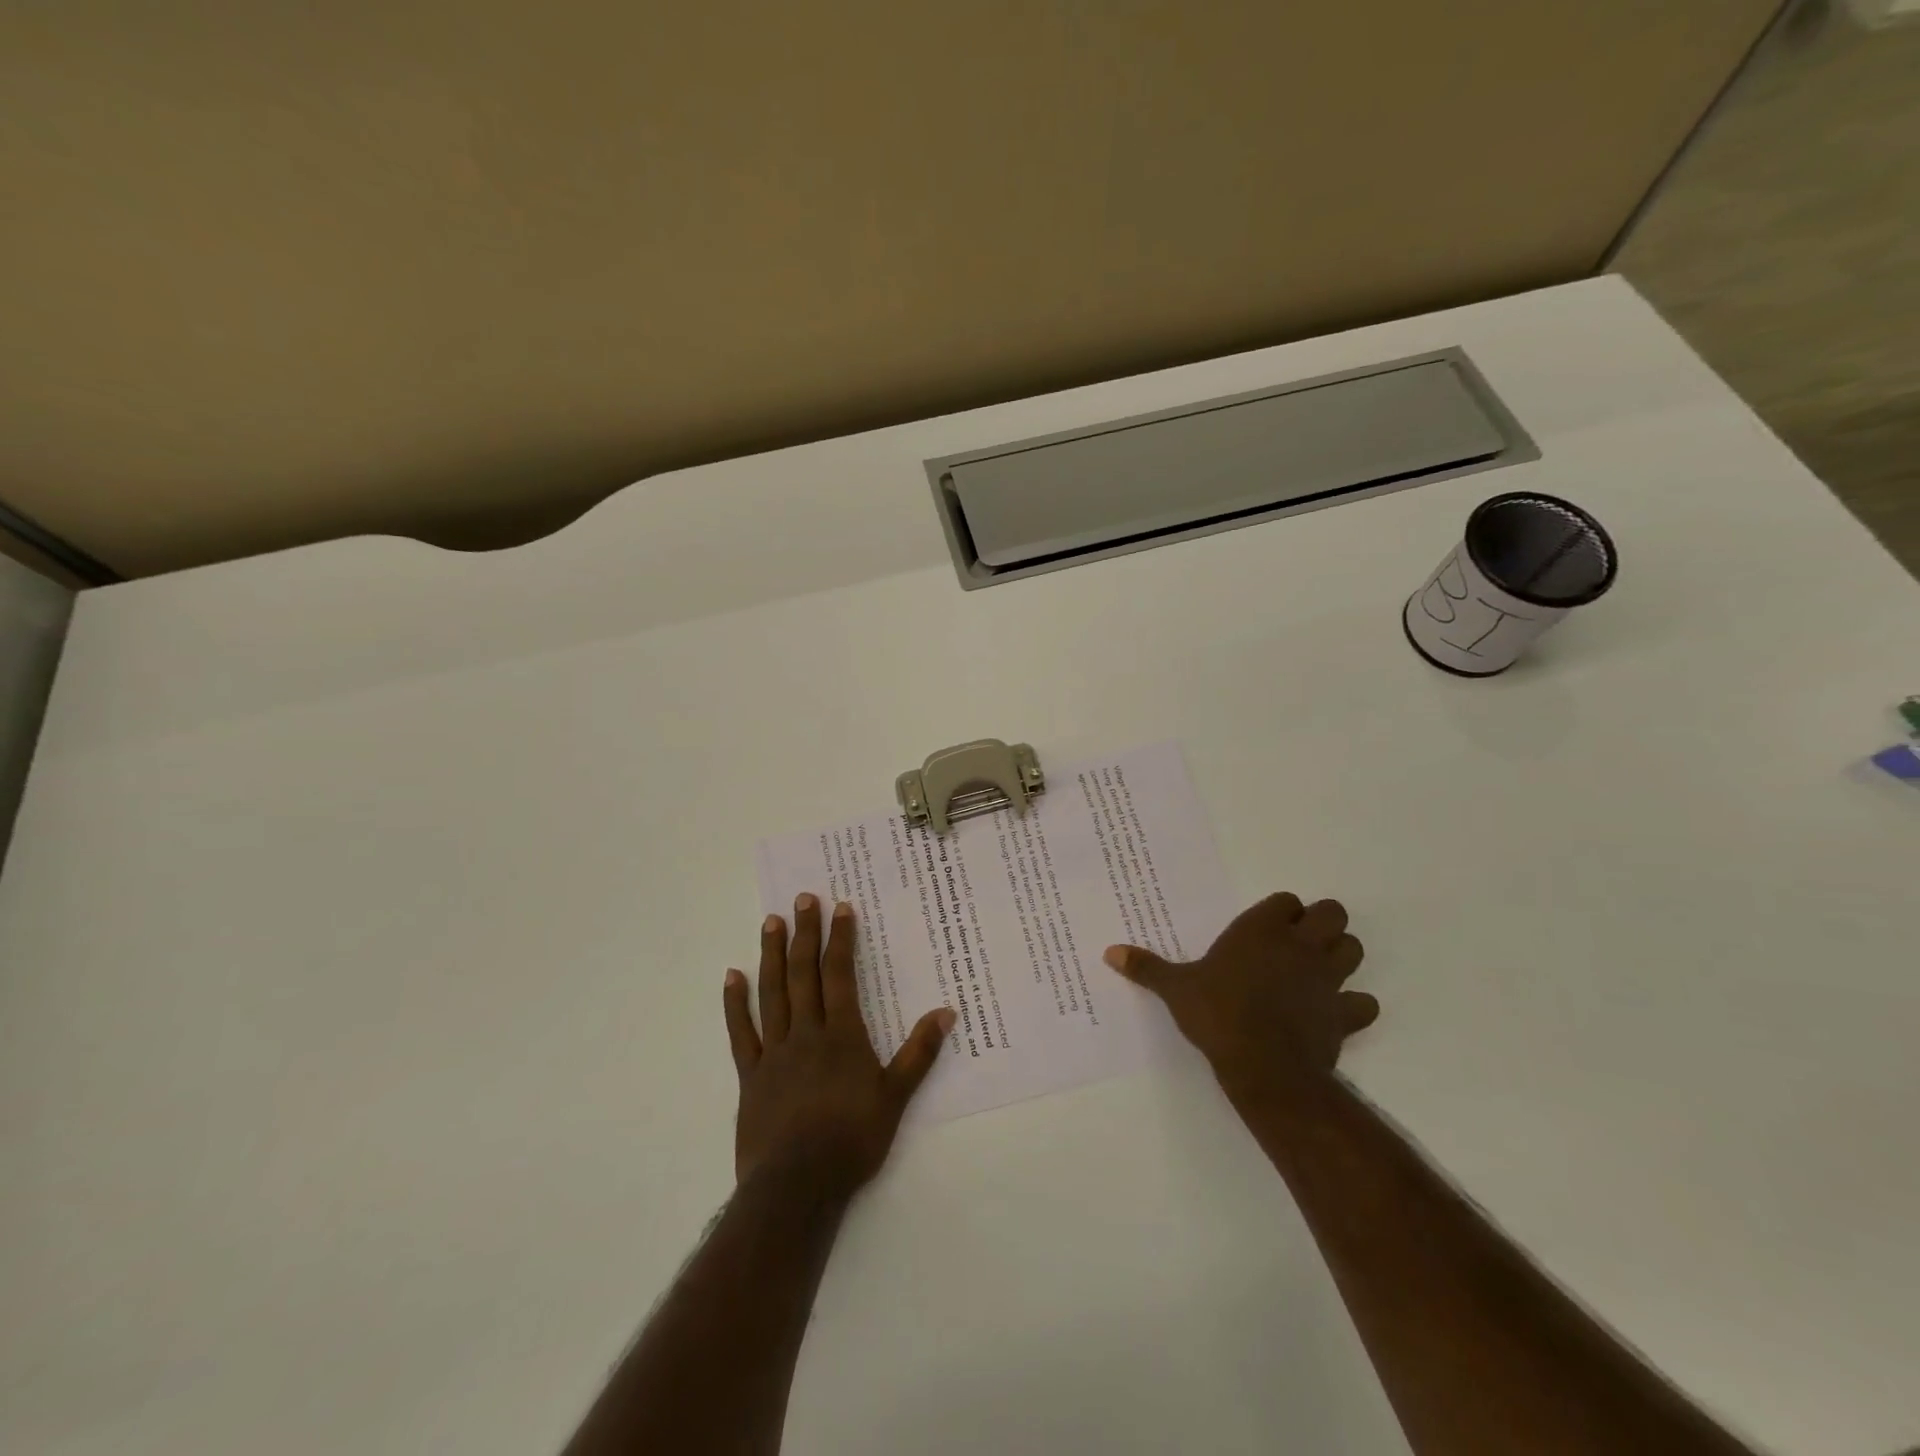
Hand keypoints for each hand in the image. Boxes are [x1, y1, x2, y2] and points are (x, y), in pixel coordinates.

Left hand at [724, 895, 954, 1194]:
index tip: (840, 908)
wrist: (798, 1186)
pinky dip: (734, 1004)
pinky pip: (740, 1032)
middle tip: (803, 899)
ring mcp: (774, 1052)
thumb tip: (947, 1012)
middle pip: (804, 974)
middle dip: (805, 934)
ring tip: (771, 921)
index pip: (840, 976)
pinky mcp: (750, 1075)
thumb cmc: (852, 1140)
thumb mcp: (895, 1097)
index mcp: (841, 1035)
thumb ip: (919, 1053)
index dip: (841, 940)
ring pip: (772, 993)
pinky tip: (731, 976)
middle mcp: (805, 1033)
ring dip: (771, 955)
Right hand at [1103, 893, 1376, 1107]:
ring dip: (1342, 955)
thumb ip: (1146, 968)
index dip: (1280, 912)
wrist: (1263, 1065)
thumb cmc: (1217, 1014)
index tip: (1266, 927)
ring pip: (1354, 949)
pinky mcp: (1344, 1014)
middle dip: (1322, 923)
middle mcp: (1299, 945)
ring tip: (1318, 970)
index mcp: (1261, 930)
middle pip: (1332, 914)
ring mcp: (1327, 979)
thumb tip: (1109, 952)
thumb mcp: (1175, 989)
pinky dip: (1355, 1005)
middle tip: (1298, 943)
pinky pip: (1363, 1003)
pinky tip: (1336, 1012)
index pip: (1286, 901)